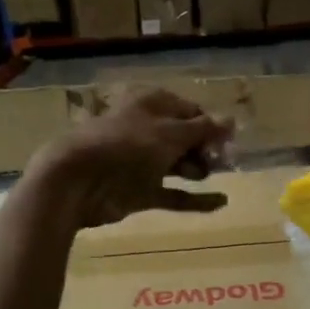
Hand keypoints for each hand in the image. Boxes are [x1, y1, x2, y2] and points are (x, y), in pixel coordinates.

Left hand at [27, 87, 232, 228]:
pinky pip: (173, 194)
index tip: (230, 141)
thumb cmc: (127, 146)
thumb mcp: (170, 134)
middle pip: (185, 138)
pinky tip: (219, 202)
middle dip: (206, 148)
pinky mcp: (139, 191)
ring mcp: (142, 163)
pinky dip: (194, 199)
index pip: (190, 111)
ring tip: (217, 176)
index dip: (211, 125)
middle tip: (225, 161)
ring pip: (178, 164)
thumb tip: (231, 120)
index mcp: (152, 105)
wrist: (78, 181)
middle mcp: (147, 130)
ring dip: (199, 169)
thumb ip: (203, 130)